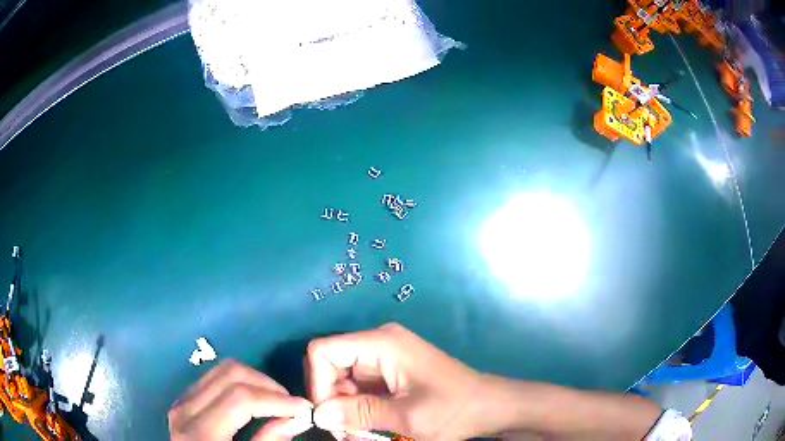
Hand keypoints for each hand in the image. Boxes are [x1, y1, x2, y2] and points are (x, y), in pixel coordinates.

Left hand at [169, 360, 312, 440]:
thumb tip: (297, 419)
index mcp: (201, 433)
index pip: (241, 398)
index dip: (277, 400)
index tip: (304, 408)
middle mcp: (186, 409)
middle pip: (231, 374)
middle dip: (268, 385)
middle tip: (290, 404)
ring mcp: (182, 400)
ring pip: (222, 369)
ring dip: (255, 380)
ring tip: (274, 401)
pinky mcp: (184, 399)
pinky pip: (214, 377)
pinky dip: (239, 383)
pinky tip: (253, 401)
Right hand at [306, 323, 491, 439]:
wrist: (489, 407)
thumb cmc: (453, 409)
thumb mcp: (405, 417)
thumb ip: (359, 414)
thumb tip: (317, 415)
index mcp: (381, 343)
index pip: (323, 351)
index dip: (317, 383)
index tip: (329, 416)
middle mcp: (379, 343)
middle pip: (331, 366)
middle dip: (332, 401)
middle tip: (345, 434)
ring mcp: (385, 357)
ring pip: (343, 381)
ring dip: (345, 409)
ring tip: (358, 436)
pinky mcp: (390, 371)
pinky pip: (360, 388)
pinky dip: (358, 408)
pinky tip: (369, 429)